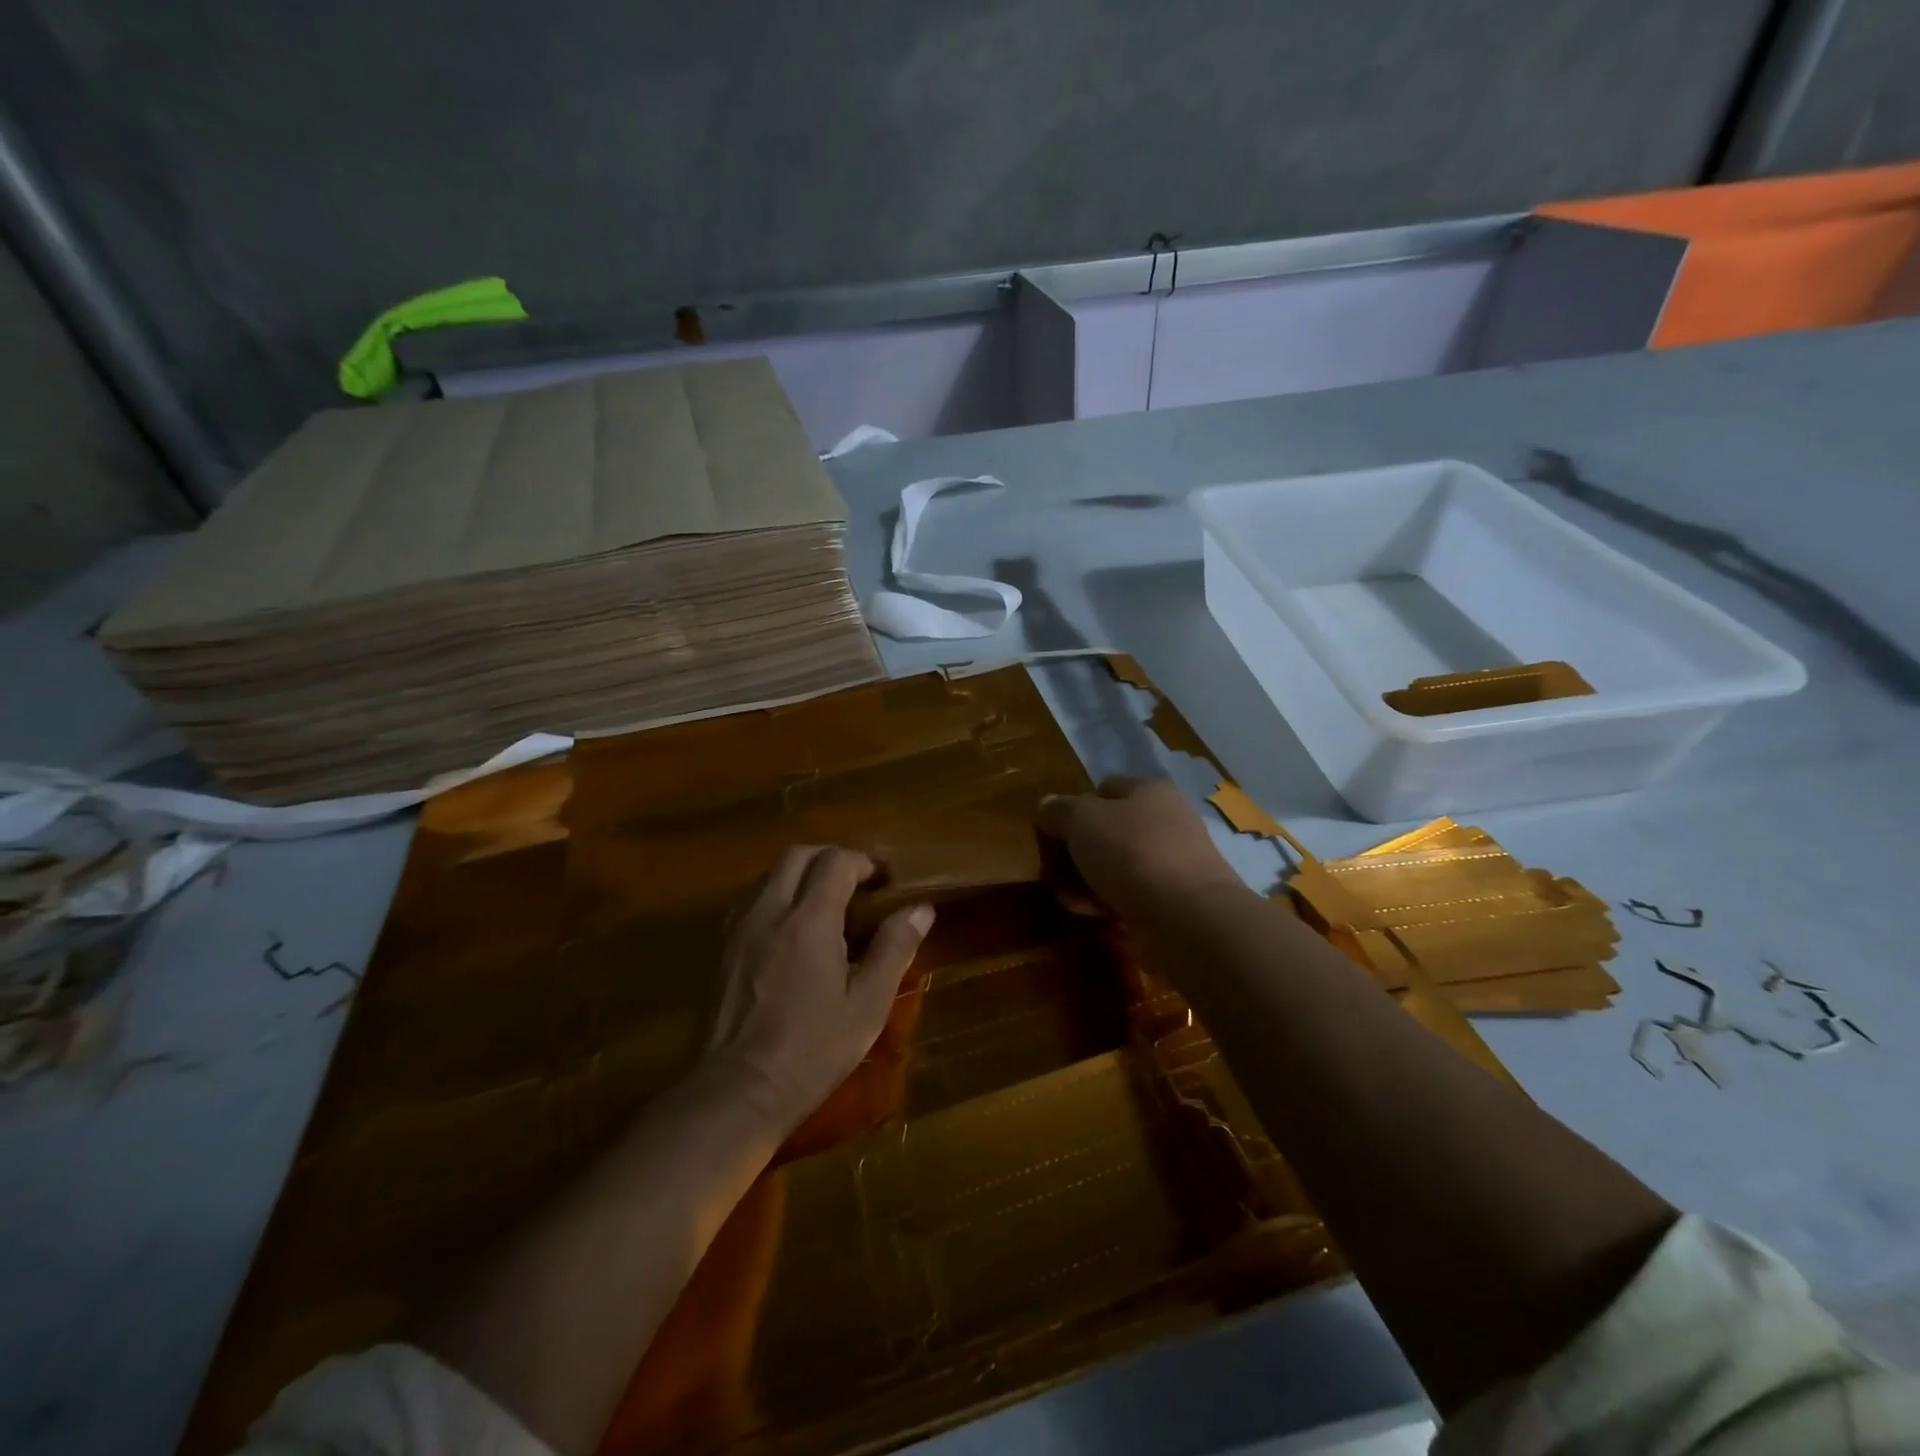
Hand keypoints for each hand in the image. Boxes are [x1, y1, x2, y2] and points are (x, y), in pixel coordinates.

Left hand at [706, 846, 933, 1132]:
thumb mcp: (867, 1005)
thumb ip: (894, 949)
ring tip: (824, 907)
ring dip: (800, 875)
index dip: (864, 863)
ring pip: (769, 874)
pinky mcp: (721, 947)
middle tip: (856, 888)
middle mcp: (769, 910)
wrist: (736, 1092)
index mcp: (809, 919)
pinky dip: (775, 896)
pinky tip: (789, 932)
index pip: (836, 860)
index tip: (884, 883)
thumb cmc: (811, 1051)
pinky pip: (750, 900)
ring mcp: (739, 927)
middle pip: (798, 855)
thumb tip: (920, 908)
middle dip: (830, 860)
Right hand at [1036, 778, 1245, 919]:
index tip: (1054, 832)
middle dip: (1079, 851)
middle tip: (1055, 870)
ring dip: (1089, 881)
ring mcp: (1174, 863)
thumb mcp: (1081, 820)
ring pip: (1117, 867)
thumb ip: (1058, 810)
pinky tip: (1094, 916)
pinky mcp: (1175, 902)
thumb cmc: (1132, 853)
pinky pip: (1130, 896)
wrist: (1187, 918)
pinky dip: (1109, 904)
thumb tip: (1046, 806)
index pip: (1105, 789)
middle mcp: (1167, 821)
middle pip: (1109, 831)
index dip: (1076, 806)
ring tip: (1071, 899)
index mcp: (1150, 791)